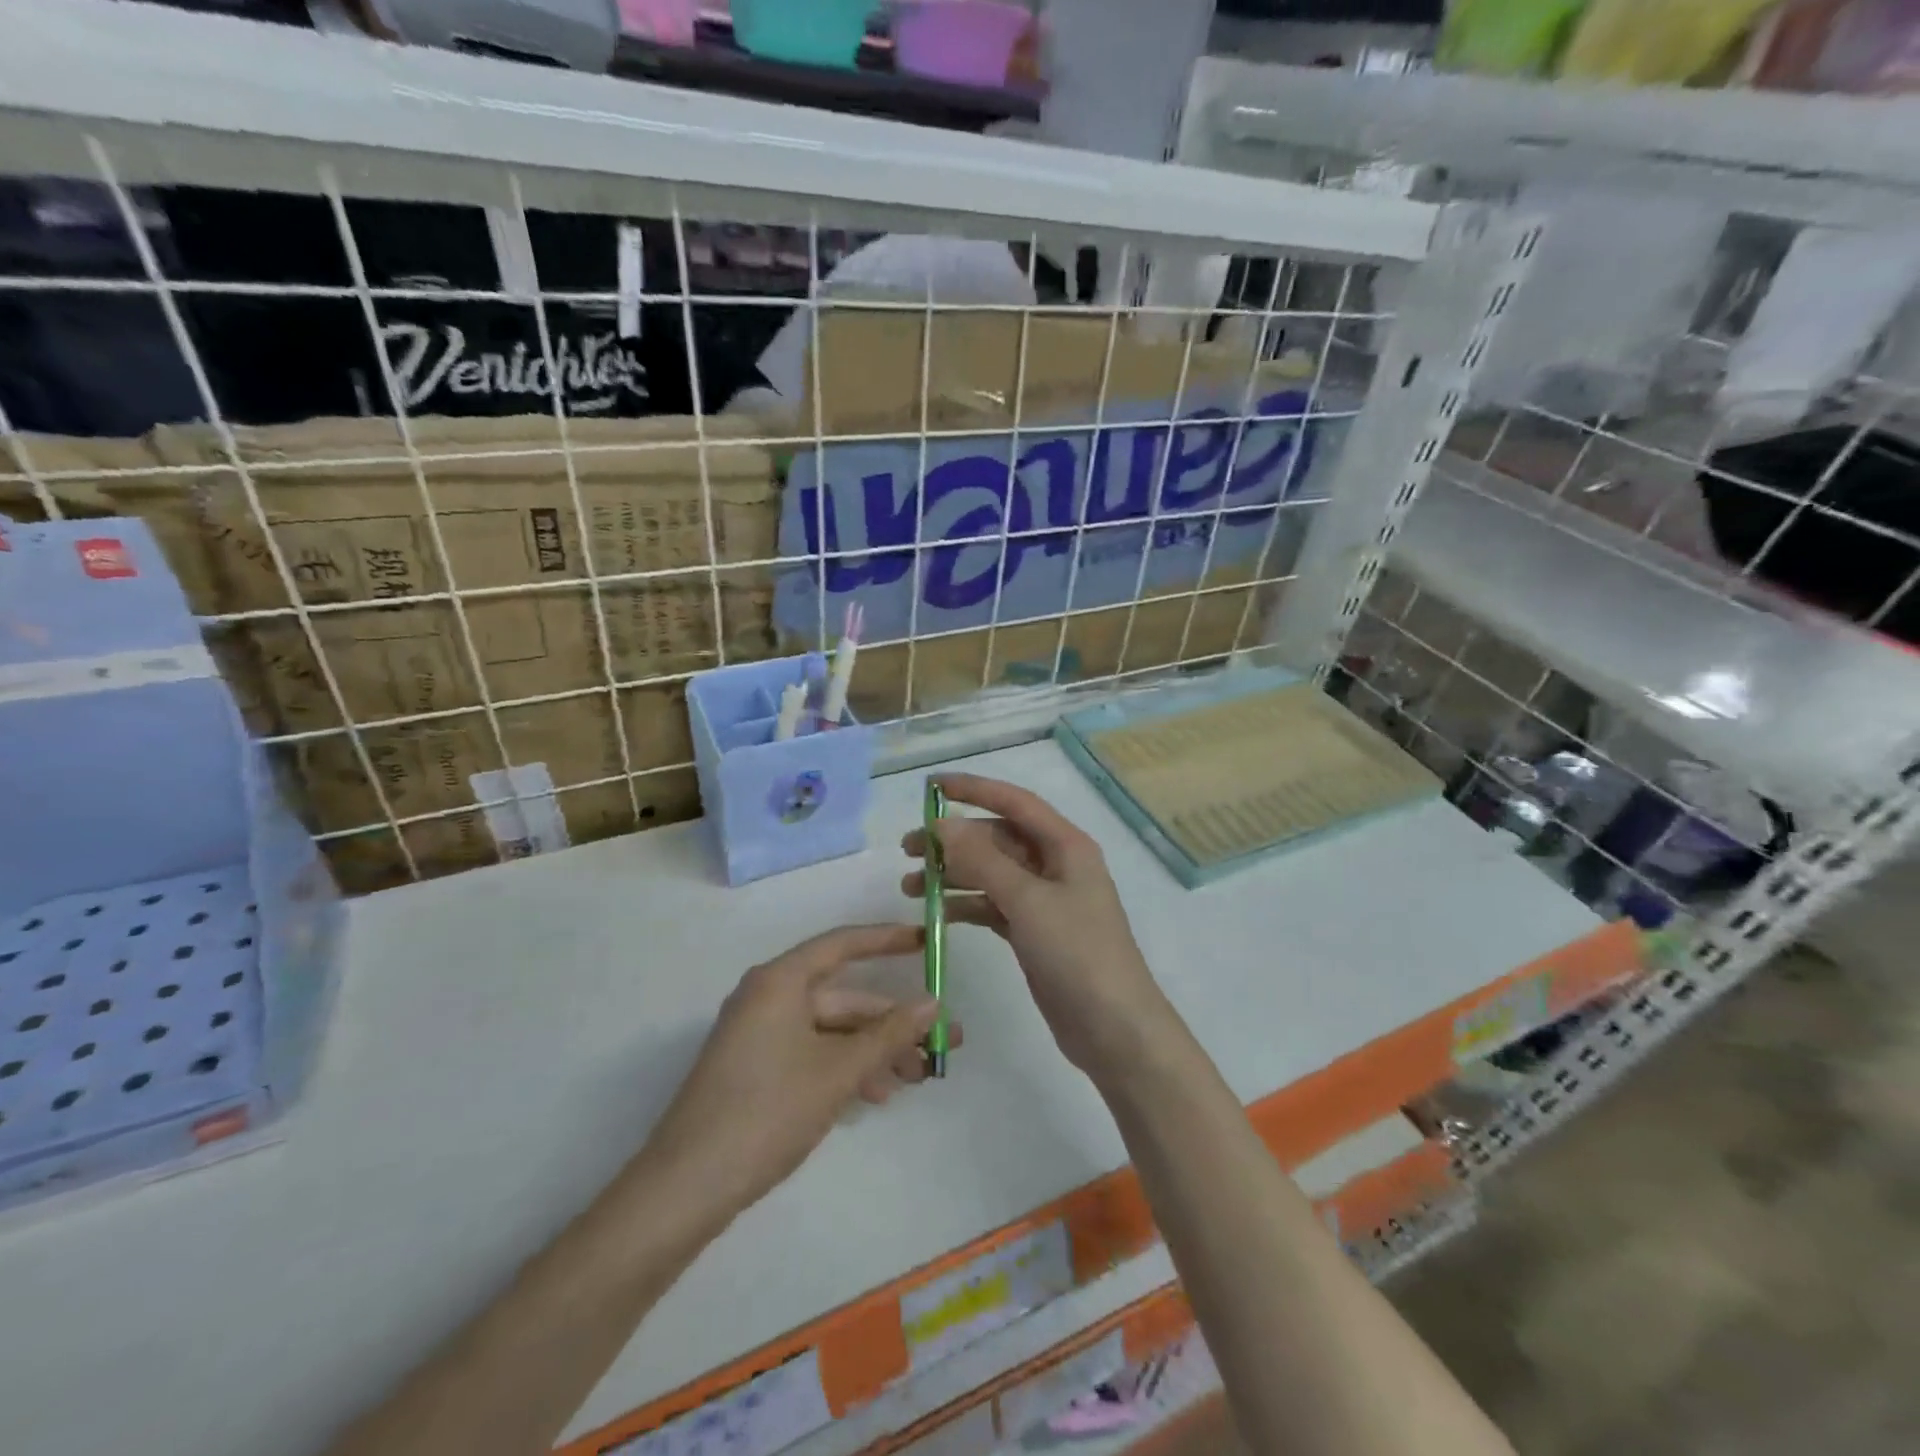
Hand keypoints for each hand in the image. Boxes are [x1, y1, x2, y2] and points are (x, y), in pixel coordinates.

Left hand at [639, 924, 958, 1218]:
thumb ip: (889, 1034)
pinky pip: (812, 1052)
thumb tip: (933, 1003)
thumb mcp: (838, 1071)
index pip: (842, 944)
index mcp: (780, 981)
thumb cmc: (768, 1111)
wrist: (687, 1186)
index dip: (887, 940)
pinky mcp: (756, 1067)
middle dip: (891, 1022)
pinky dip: (845, 1067)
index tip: (926, 943)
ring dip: (874, 1051)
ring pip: (831, 1030)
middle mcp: (768, 997)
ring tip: (917, 1078)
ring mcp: (759, 1034)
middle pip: (842, 998)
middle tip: (940, 1042)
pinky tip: (876, 1095)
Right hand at [902, 774, 1176, 1084]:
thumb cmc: (1077, 954)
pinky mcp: (1034, 931)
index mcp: (1066, 846)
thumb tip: (943, 824)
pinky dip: (966, 904)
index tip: (931, 787)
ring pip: (991, 873)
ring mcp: (1045, 900)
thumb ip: (983, 860)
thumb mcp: (1028, 901)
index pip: (1015, 802)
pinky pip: (993, 905)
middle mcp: (1056, 865)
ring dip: (954, 874)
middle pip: (998, 838)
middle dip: (954, 840)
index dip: (974, 789)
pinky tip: (937, 913)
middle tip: (908, 850)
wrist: (1114, 1029)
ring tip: (911, 886)